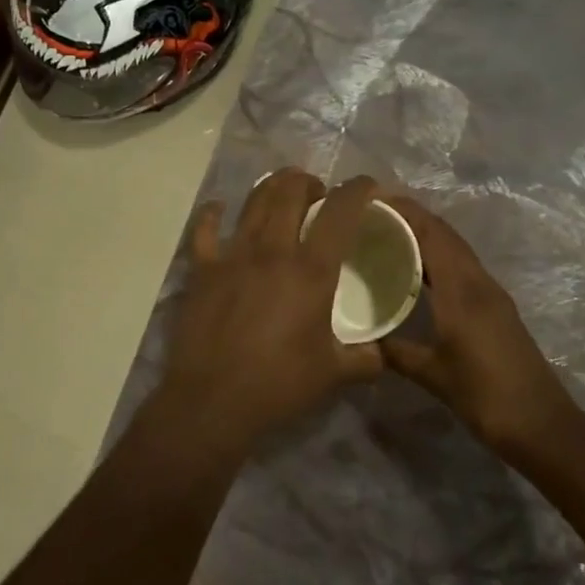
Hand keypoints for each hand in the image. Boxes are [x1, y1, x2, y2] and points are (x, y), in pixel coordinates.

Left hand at [154, 170, 384, 458]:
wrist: (212, 402)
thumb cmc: (278, 385)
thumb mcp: (333, 374)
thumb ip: (365, 359)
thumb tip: (382, 354)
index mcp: (311, 270)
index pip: (340, 211)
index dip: (358, 189)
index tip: (368, 186)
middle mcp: (272, 250)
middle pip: (290, 191)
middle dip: (309, 181)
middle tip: (318, 195)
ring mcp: (232, 255)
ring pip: (253, 201)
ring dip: (272, 188)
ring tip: (282, 193)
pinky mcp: (202, 270)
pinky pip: (205, 230)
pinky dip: (213, 214)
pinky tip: (219, 211)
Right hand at [379, 197, 579, 458]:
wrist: (541, 424)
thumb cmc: (485, 396)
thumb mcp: (433, 375)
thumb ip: (396, 352)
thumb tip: (363, 340)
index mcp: (462, 290)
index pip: (432, 234)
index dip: (405, 211)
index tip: (372, 200)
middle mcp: (478, 282)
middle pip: (445, 234)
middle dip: (412, 217)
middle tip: (373, 215)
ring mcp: (491, 293)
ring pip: (456, 249)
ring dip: (427, 234)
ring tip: (389, 234)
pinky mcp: (496, 307)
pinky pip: (462, 267)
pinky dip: (438, 256)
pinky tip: (418, 271)